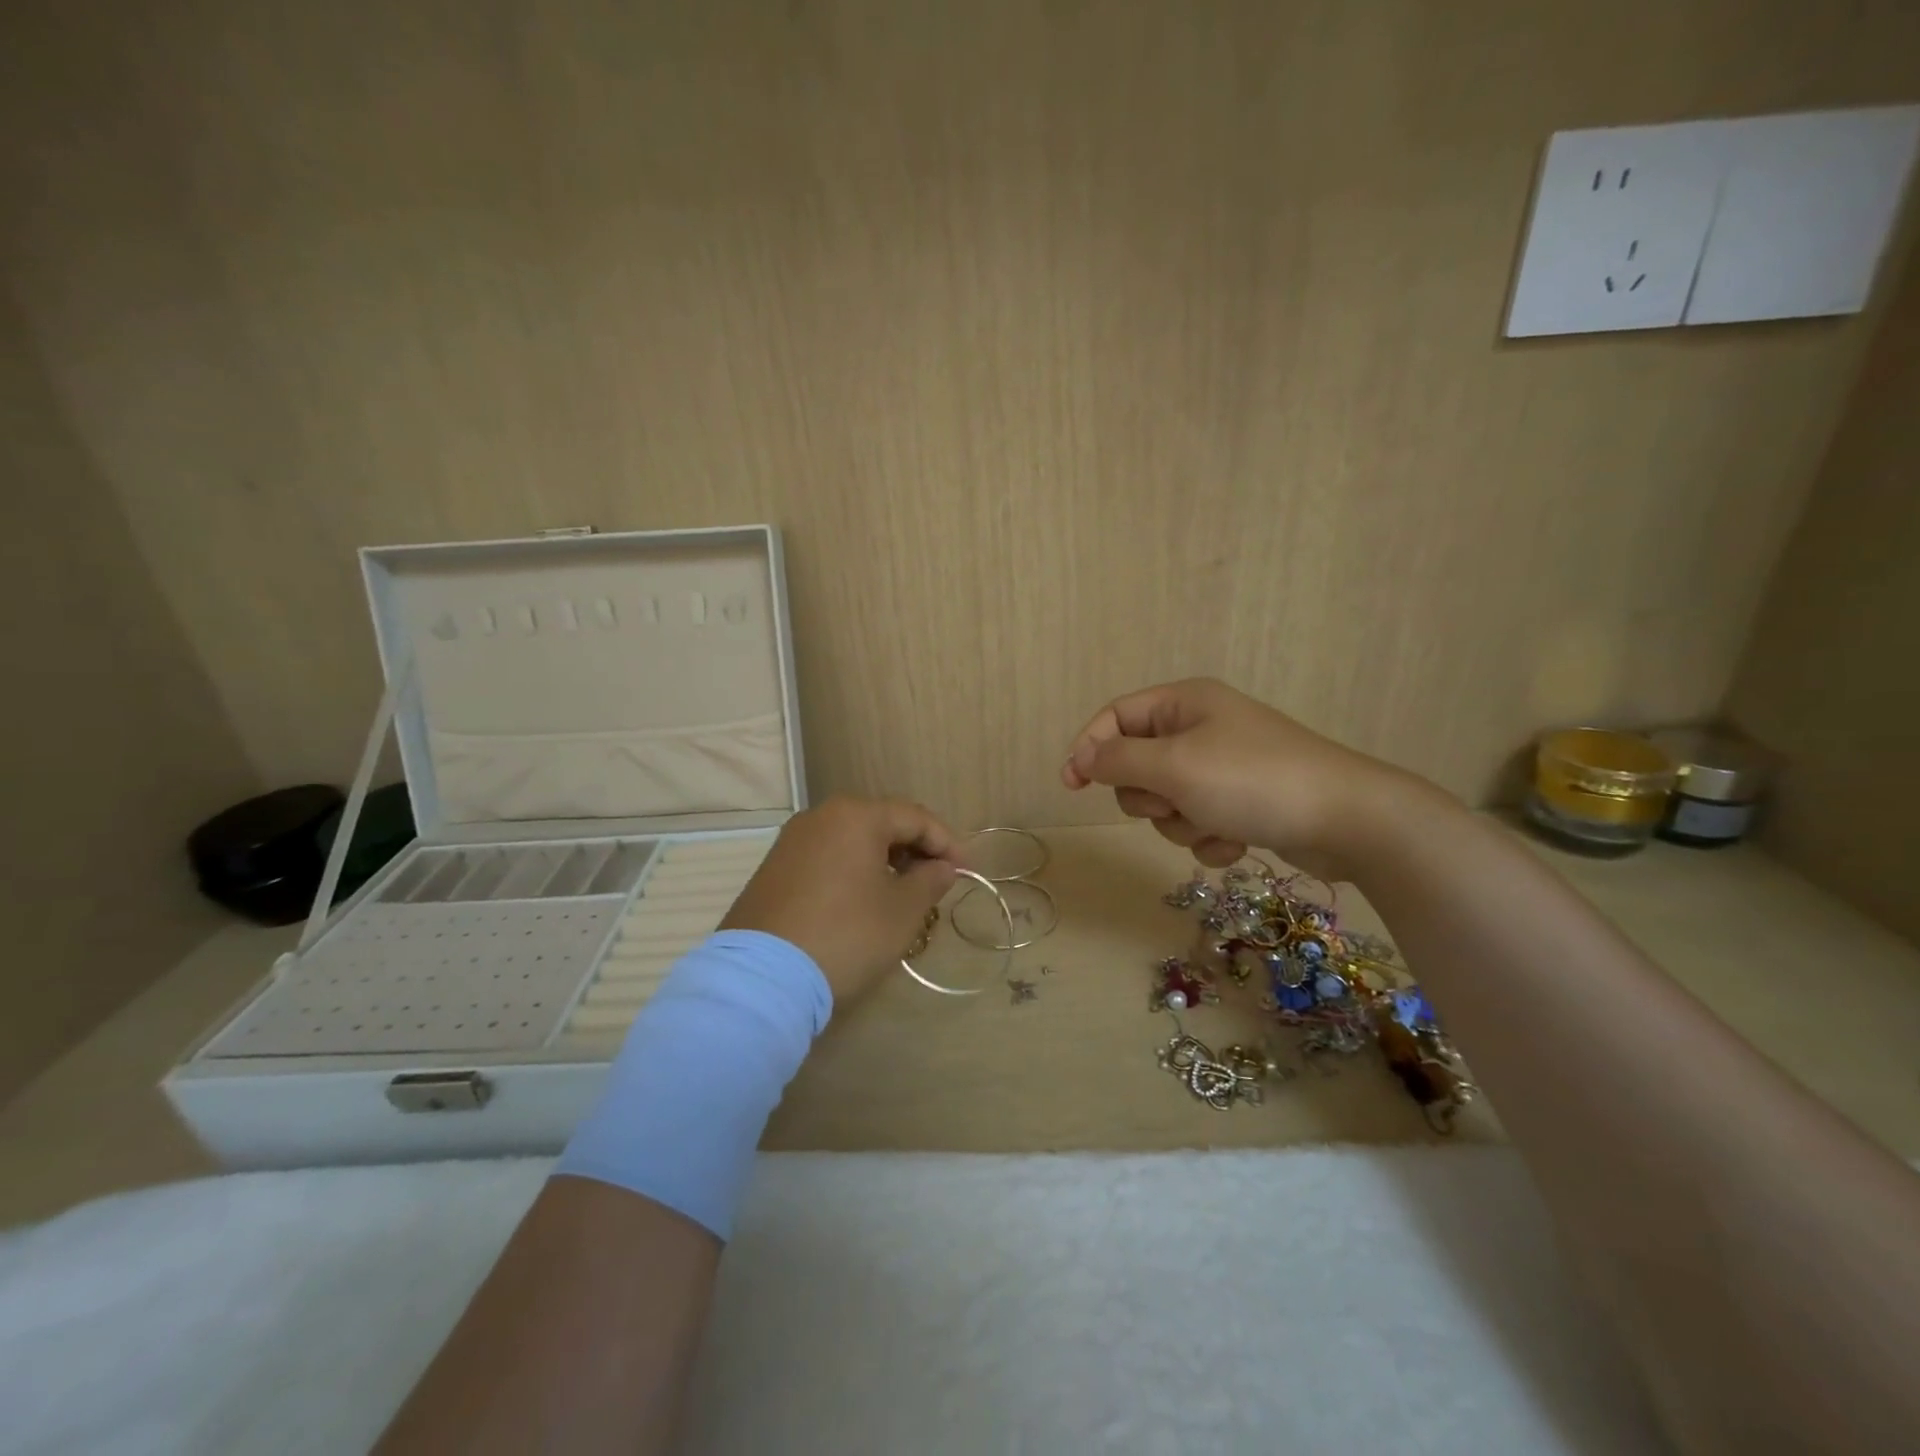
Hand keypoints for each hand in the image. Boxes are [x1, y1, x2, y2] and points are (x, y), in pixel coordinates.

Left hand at [719, 797, 961, 1000]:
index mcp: (856, 815)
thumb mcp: (902, 911)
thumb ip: (930, 880)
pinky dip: (854, 871)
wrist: (762, 978)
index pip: (915, 817)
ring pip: (853, 840)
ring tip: (904, 892)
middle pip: (882, 823)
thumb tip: (942, 867)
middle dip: (915, 849)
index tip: (967, 871)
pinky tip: (863, 900)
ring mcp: (792, 841)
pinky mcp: (773, 868)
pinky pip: (827, 857)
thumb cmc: (846, 934)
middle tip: (937, 880)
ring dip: (885, 860)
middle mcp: (821, 816)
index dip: (947, 843)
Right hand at [1061, 678, 1438, 879]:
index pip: (1115, 716)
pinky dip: (1209, 836)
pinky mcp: (1241, 801)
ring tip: (1215, 824)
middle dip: (1150, 795)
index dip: (1089, 747)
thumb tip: (1083, 757)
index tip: (1072, 785)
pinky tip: (1238, 841)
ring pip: (1167, 801)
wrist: (1347, 820)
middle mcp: (1201, 727)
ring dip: (1182, 822)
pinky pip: (1198, 821)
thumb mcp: (1174, 766)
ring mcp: (1223, 766)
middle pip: (1138, 764)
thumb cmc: (1252, 780)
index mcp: (1184, 703)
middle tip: (1174, 801)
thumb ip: (1118, 760)